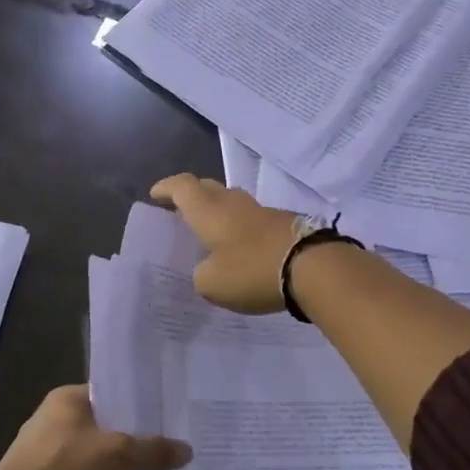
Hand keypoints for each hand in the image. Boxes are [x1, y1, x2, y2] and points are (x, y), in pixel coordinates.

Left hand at [0, 386, 189, 469]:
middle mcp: (58, 422)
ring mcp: (53, 457)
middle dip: (138, 439)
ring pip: (100, 459)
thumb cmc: (62, 468)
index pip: (111, 392)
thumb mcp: (116, 453)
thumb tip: (187, 450)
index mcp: (67, 400)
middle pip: (108, 427)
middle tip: (177, 445)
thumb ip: (152, 450)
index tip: (172, 413)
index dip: (140, 402)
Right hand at [150, 173, 300, 314]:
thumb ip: (202, 274)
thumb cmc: (251, 270)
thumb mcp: (212, 283)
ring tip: (213, 232)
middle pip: (208, 187)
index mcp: (208, 211)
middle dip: (193, 195)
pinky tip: (243, 247)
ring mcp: (262, 210)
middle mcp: (233, 203)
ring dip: (220, 211)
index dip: (167, 188)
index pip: (182, 186)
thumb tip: (208, 268)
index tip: (156, 194)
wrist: (313, 267)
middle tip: (182, 211)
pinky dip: (242, 228)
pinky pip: (254, 219)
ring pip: (233, 202)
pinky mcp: (284, 223)